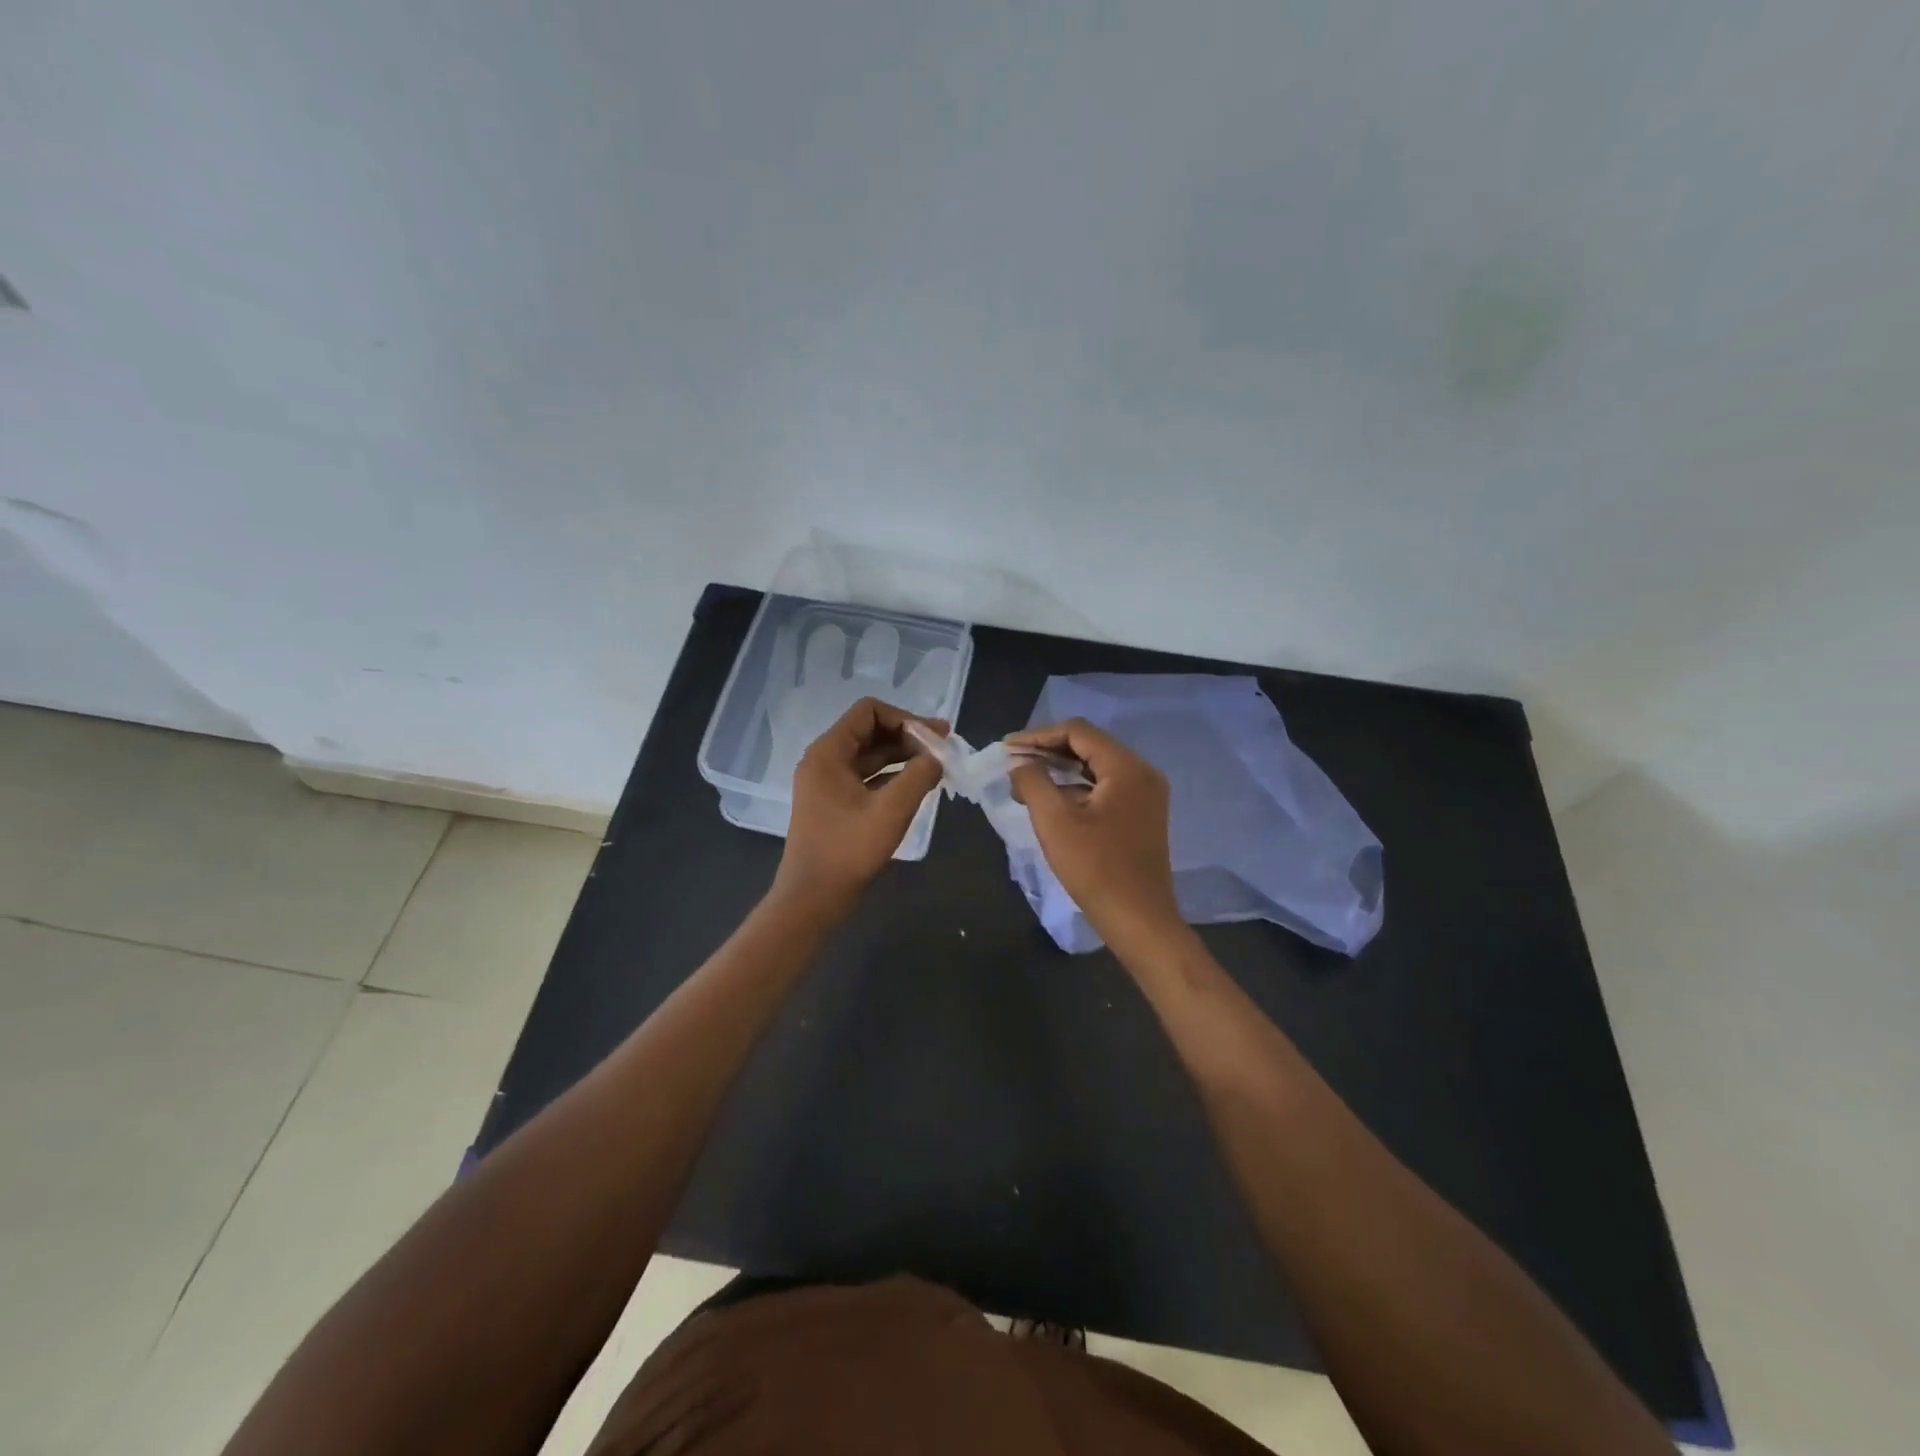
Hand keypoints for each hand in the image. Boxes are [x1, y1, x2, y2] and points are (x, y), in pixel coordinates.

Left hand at [771, 697, 946, 920]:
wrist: (813, 898)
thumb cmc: (848, 850)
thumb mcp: (891, 809)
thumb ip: (919, 775)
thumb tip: (937, 756)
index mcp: (828, 753)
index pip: (869, 711)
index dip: (905, 718)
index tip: (934, 737)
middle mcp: (824, 760)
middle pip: (870, 731)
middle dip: (908, 736)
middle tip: (943, 749)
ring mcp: (827, 783)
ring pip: (869, 755)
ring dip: (902, 756)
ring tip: (936, 766)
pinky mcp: (835, 803)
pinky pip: (866, 777)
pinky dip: (891, 776)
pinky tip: (917, 785)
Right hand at [1007, 718, 1180, 952]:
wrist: (1138, 919)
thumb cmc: (1095, 868)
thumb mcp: (1054, 821)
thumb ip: (1033, 782)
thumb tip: (1019, 763)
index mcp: (1126, 767)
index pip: (1077, 732)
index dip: (1038, 736)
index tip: (1007, 749)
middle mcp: (1142, 773)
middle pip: (1089, 746)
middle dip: (1048, 752)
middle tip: (1013, 763)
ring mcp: (1146, 795)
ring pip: (1097, 767)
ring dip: (1061, 770)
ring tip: (1025, 782)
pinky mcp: (1142, 815)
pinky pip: (1106, 787)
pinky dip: (1077, 788)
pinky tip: (1052, 800)